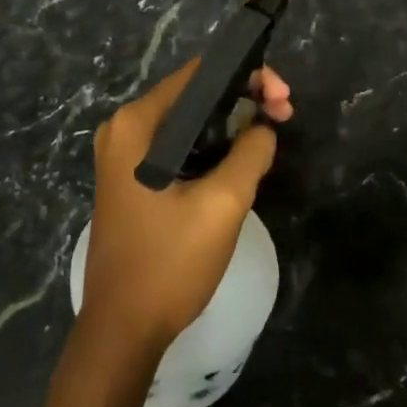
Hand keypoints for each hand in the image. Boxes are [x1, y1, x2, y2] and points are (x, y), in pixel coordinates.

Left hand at [80, 61, 292, 355]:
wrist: (122, 331)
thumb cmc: (168, 263)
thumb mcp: (222, 204)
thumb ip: (250, 153)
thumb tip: (264, 128)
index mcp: (136, 124)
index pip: (199, 74)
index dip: (246, 76)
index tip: (281, 98)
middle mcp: (124, 130)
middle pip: (194, 95)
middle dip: (243, 99)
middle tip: (284, 115)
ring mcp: (124, 156)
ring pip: (189, 122)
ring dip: (231, 124)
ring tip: (270, 136)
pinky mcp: (132, 181)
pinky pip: (178, 147)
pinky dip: (211, 146)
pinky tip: (240, 160)